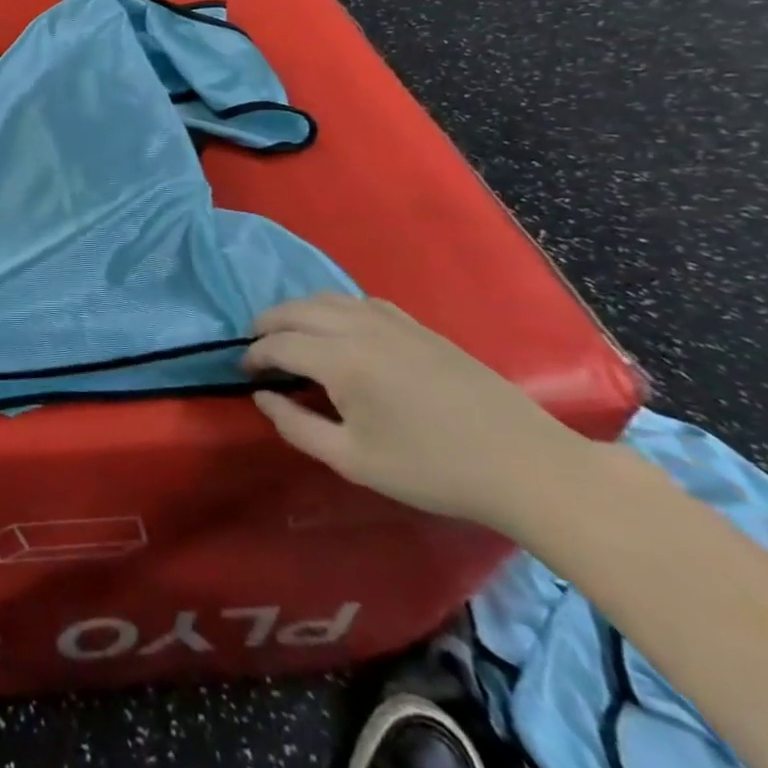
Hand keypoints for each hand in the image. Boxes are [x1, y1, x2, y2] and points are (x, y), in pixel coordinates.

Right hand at [242, 293, 589, 530]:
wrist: (524, 464)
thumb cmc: (433, 469)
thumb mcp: (354, 460)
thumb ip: (297, 426)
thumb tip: (262, 396)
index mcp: (340, 360)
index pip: (278, 344)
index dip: (253, 356)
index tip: (243, 374)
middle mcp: (359, 327)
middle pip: (296, 310)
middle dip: (267, 324)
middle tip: (255, 348)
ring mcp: (391, 321)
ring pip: (326, 298)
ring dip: (298, 312)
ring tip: (289, 335)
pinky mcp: (417, 325)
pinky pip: (358, 301)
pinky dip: (333, 308)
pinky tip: (339, 331)